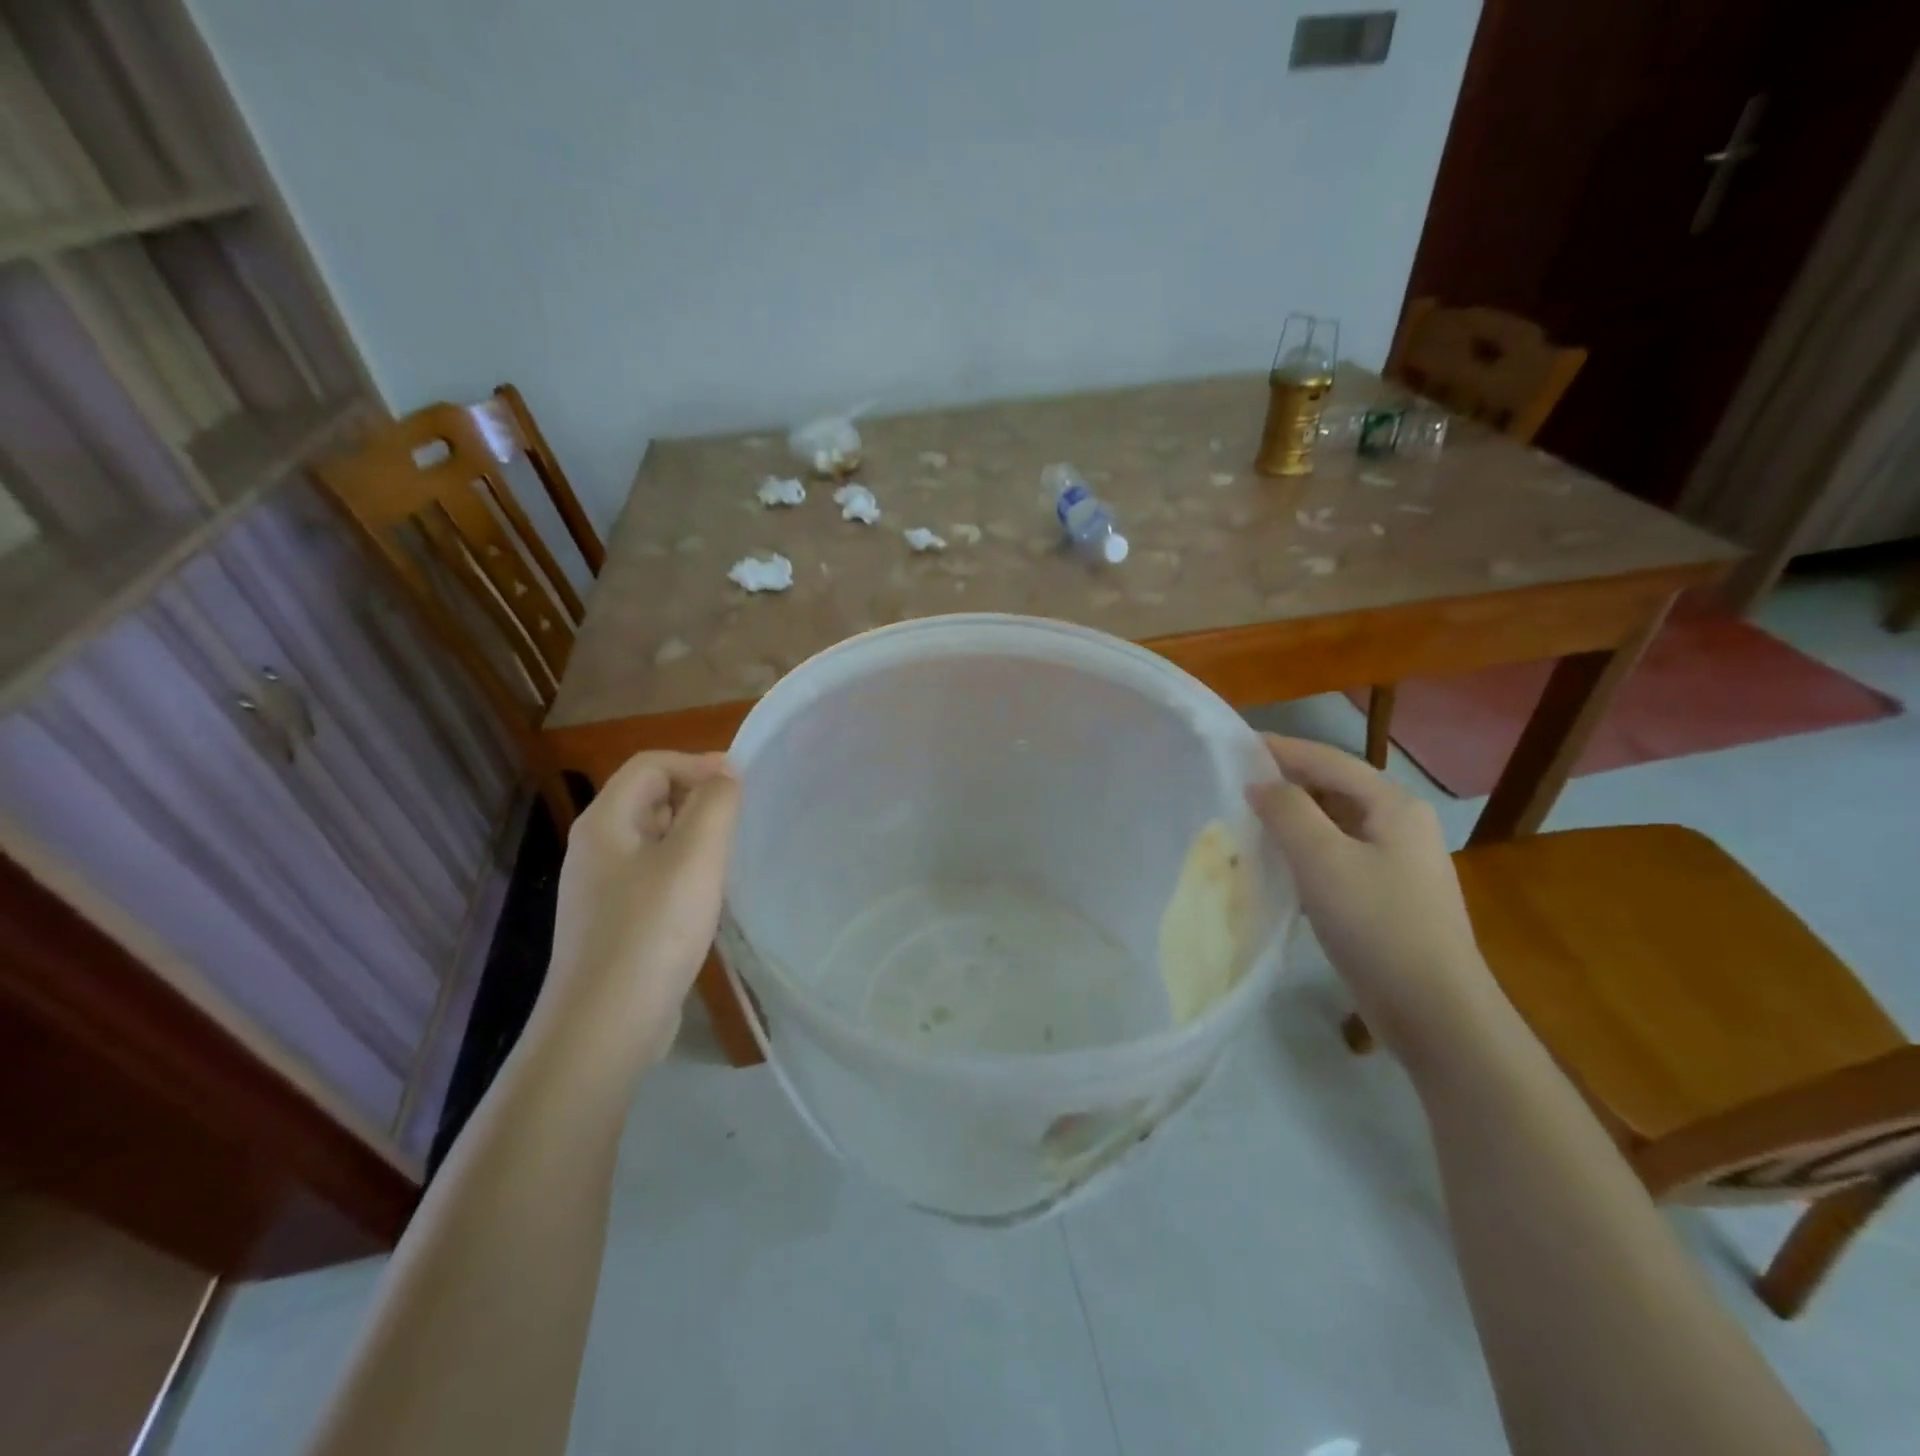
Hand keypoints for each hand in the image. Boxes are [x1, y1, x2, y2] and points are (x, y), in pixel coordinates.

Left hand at [542, 751, 741, 1063]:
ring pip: (654, 839)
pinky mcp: (614, 921)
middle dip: (697, 798)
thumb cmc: (652, 931)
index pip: (650, 765)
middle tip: (739, 823)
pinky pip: (653, 875)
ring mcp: (601, 888)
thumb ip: (715, 805)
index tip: (742, 786)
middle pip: (649, 797)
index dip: (697, 763)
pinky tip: (707, 898)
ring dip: (694, 836)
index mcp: (605, 823)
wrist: (605, 1027)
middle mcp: (596, 848)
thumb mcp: (695, 858)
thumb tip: (725, 774)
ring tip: (729, 858)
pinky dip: (684, 871)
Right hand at [1248, 736, 1489, 1059]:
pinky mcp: (1386, 897)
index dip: (1280, 750)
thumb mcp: (1323, 859)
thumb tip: (1260, 784)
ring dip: (1291, 821)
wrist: (1434, 1012)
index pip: (1328, 760)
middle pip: (1333, 789)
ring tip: (1245, 822)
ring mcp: (1396, 863)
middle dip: (1284, 785)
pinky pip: (1336, 858)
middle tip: (1232, 786)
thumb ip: (1288, 810)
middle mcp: (1400, 825)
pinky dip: (1303, 854)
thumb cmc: (1378, 924)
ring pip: (1333, 825)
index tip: (1234, 746)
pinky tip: (1275, 867)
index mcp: (1393, 805)